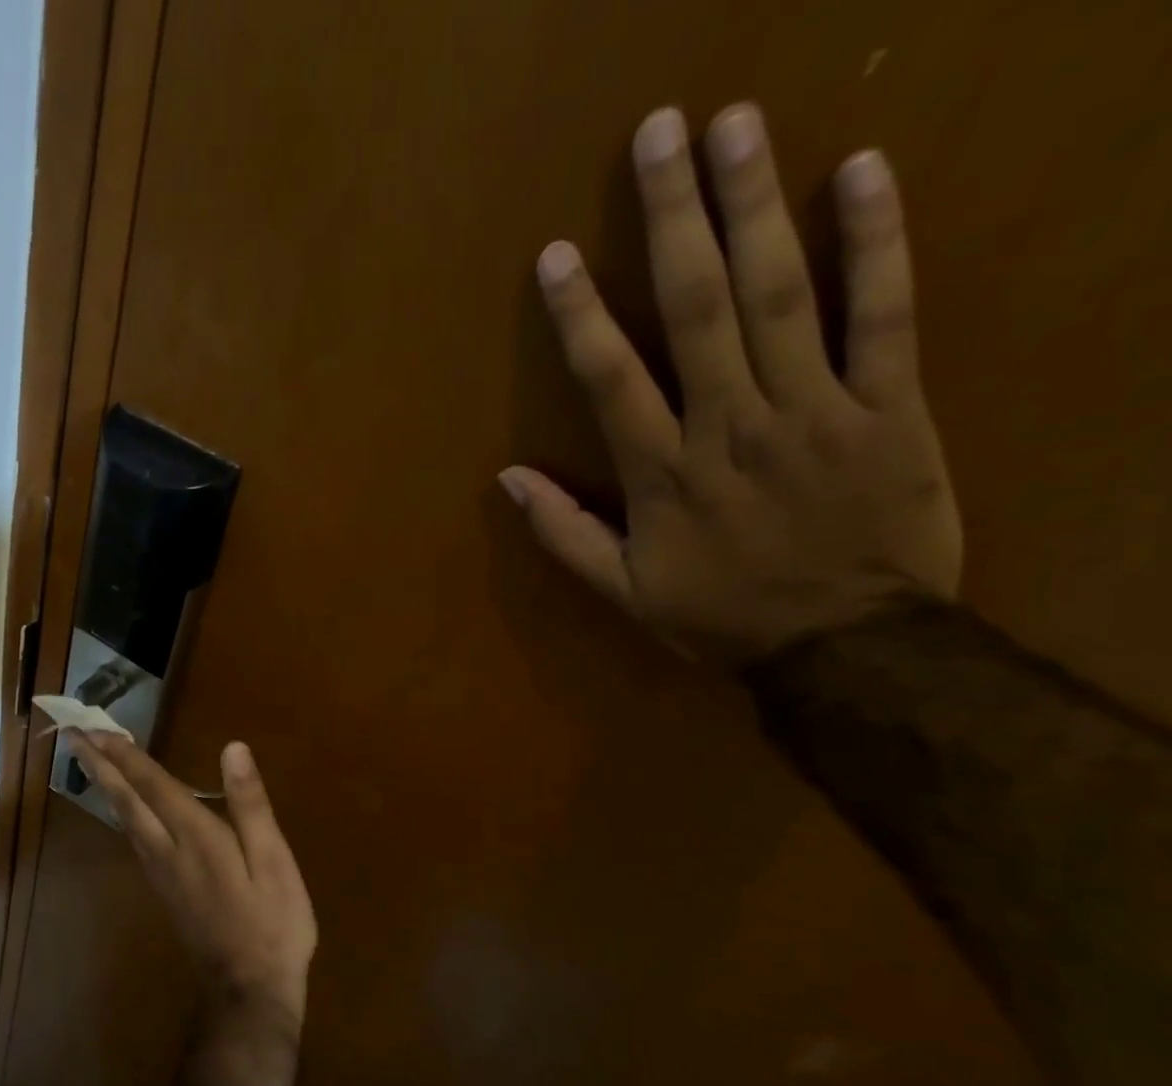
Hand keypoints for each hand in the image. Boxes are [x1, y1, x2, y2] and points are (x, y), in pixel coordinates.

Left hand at [68, 733, 315, 1025]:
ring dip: (105, 787)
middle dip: (100, 766)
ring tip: (89, 763)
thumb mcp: (273, 861)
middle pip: (126, 801)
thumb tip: (233, 749)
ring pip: (125, 822)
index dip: (125, 755)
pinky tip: (122, 812)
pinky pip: (133, 841)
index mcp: (196, 837)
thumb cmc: (272, 923)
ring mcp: (162, 875)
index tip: (94, 729)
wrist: (249, 991)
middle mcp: (168, 851)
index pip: (153, 785)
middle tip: (72, 736)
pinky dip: (121, 815)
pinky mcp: (165, 892)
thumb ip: (251, 805)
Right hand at [500, 102, 961, 664]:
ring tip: (738, 126)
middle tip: (661, 132)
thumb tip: (509, 480)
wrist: (844, 646)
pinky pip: (886, 314)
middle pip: (698, 308)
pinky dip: (878, 242)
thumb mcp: (625, 593)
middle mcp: (731, 426)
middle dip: (673, 219)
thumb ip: (565, 534)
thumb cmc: (722, 618)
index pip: (612, 379)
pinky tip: (862, 173)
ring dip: (757, 205)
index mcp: (664, 475)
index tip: (556, 255)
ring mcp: (814, 409)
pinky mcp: (890, 405)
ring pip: (782, 295)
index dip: (580, 314)